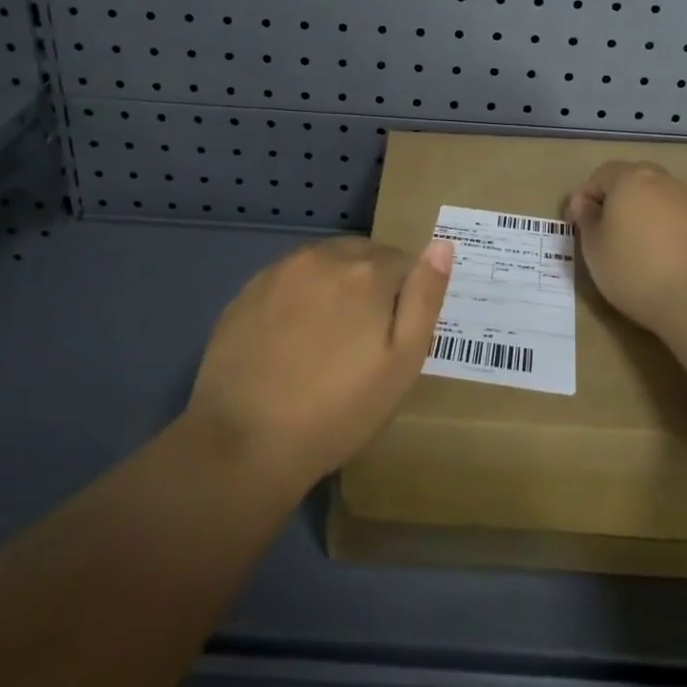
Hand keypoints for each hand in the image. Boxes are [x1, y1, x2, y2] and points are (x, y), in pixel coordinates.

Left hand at [187, 237, 451, 486]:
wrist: (244, 442)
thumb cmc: (338, 410)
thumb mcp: (402, 362)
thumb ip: (425, 298)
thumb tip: (442, 244)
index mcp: (367, 271)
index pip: (403, 262)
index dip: (404, 297)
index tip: (393, 335)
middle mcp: (323, 256)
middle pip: (362, 255)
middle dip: (371, 284)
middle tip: (363, 339)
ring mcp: (280, 270)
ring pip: (325, 263)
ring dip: (335, 285)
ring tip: (327, 339)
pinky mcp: (249, 289)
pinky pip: (290, 278)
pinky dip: (300, 296)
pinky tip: (292, 339)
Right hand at [565, 161, 686, 336]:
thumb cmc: (635, 270)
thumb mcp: (594, 248)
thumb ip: (586, 218)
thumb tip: (585, 202)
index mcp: (631, 179)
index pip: (600, 175)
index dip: (584, 197)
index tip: (576, 225)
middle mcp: (665, 181)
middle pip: (634, 183)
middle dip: (618, 202)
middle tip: (608, 233)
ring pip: (661, 201)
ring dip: (647, 217)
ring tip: (640, 251)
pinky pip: (684, 222)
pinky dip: (671, 234)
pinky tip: (669, 263)